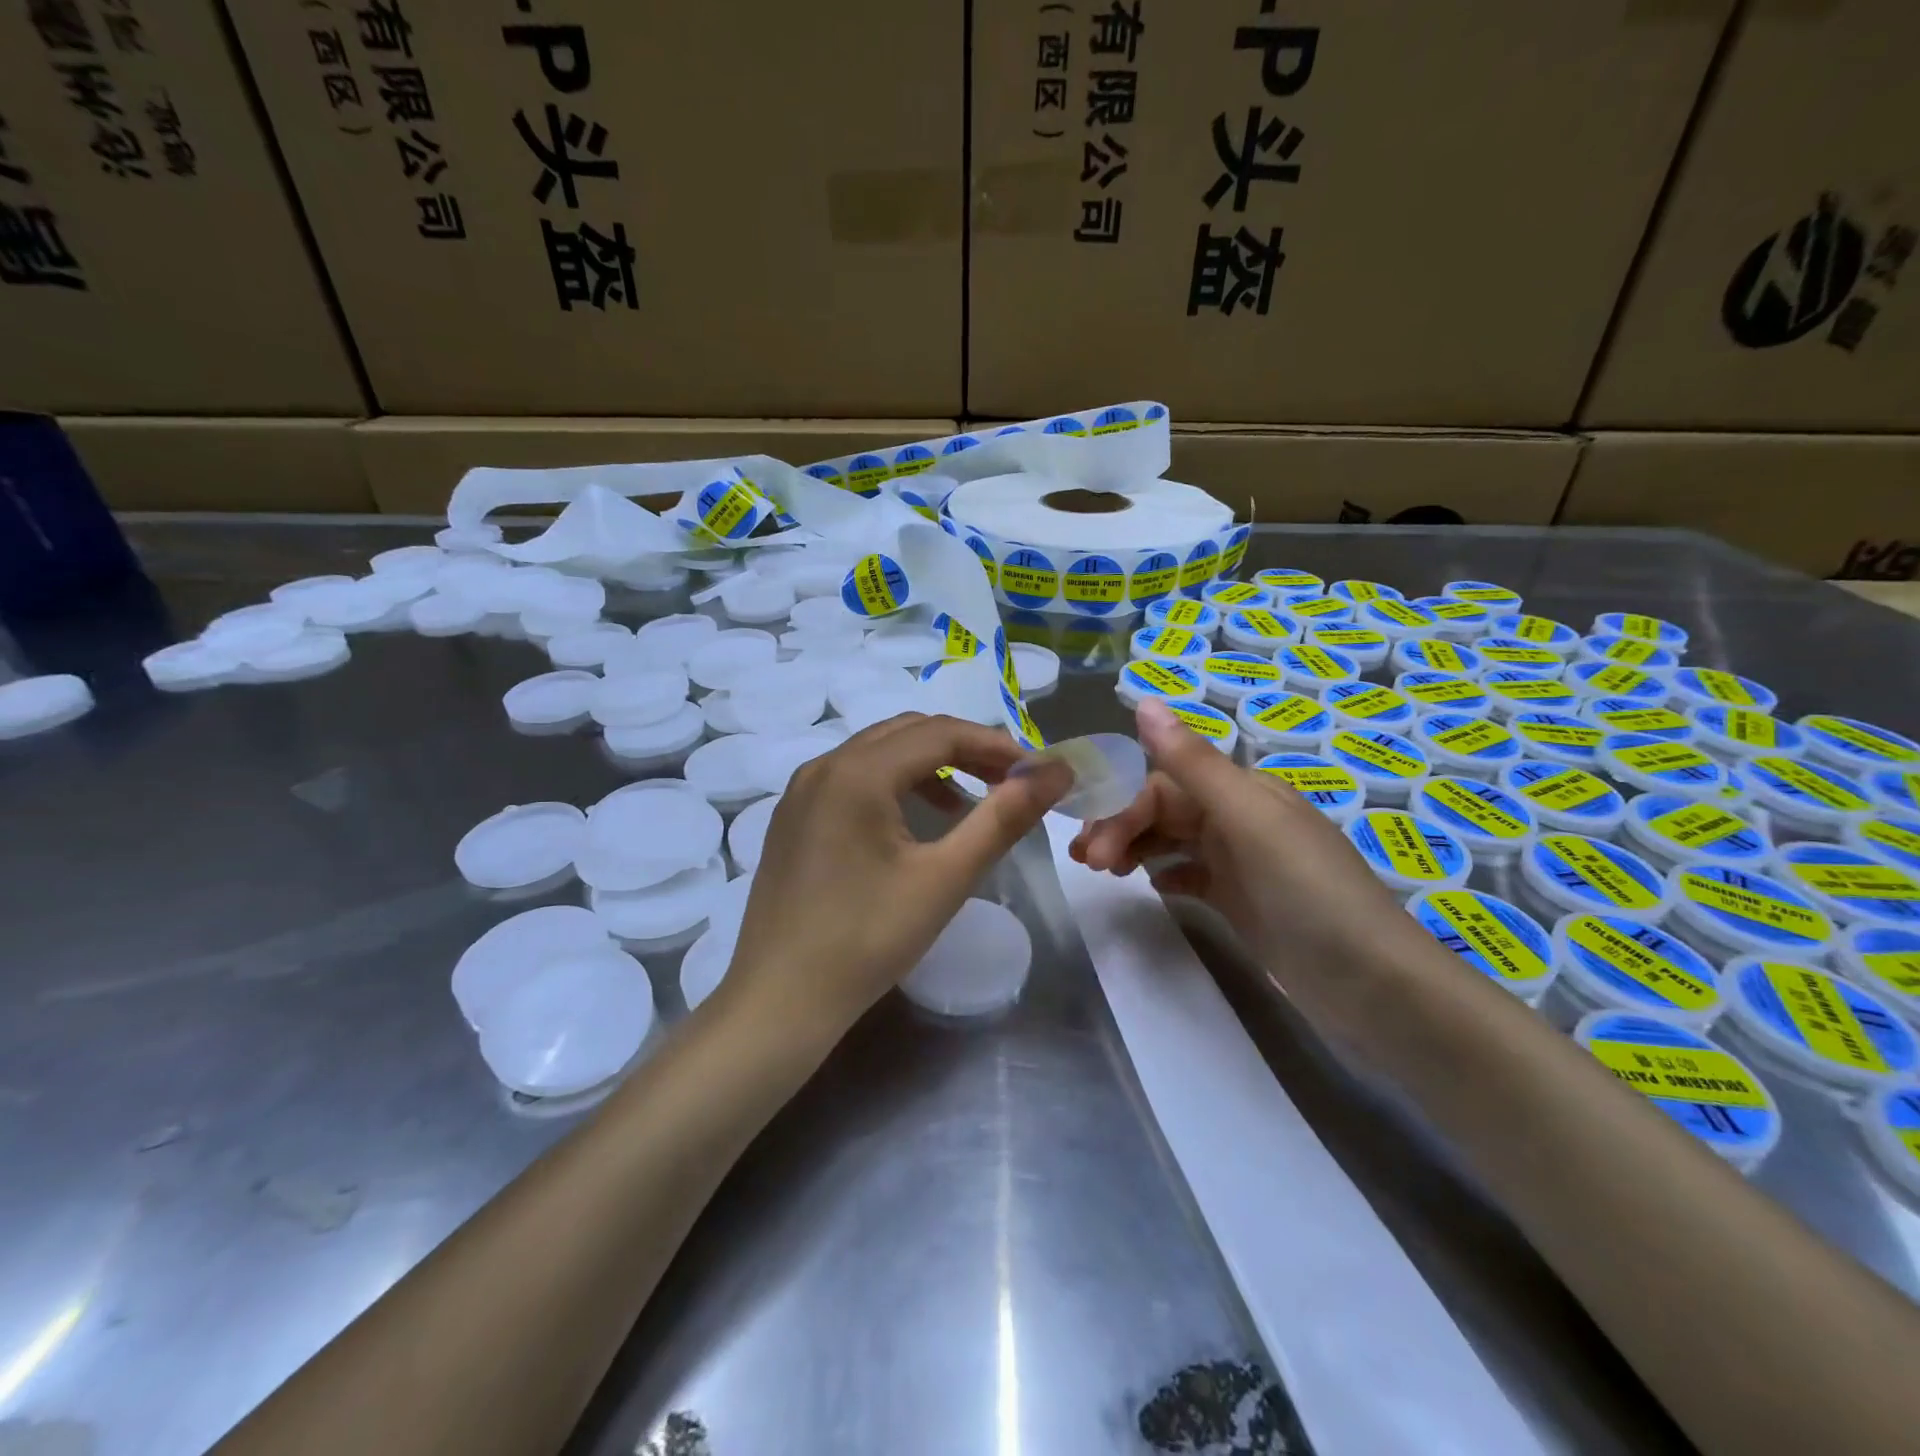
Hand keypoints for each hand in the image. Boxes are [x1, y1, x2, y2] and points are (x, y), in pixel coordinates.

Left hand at [722, 713, 1071, 1043]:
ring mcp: (801, 791)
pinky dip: (895, 785)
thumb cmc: (867, 939)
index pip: (940, 733)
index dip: (995, 745)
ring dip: (930, 766)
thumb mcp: (945, 878)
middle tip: (1009, 783)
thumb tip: (1056, 772)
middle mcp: (823, 765)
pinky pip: (853, 779)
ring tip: (968, 805)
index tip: (1036, 773)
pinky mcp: (793, 817)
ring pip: (879, 754)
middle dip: (964, 750)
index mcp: (856, 772)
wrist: (779, 1000)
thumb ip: (1003, 818)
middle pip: (908, 733)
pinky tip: (916, 824)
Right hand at [1070, 698, 1422, 1020]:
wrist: (1371, 983)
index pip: (1166, 784)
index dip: (1125, 807)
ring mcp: (1242, 861)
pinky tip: (1148, 886)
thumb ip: (1193, 762)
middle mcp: (1240, 818)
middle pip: (1165, 810)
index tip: (1093, 846)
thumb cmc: (1307, 890)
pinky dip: (1165, 873)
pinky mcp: (1242, 900)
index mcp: (1245, 791)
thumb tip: (1144, 700)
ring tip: (1102, 872)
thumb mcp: (1248, 820)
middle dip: (1121, 827)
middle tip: (1087, 862)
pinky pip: (1191, 874)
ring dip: (1134, 847)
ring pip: (1172, 840)